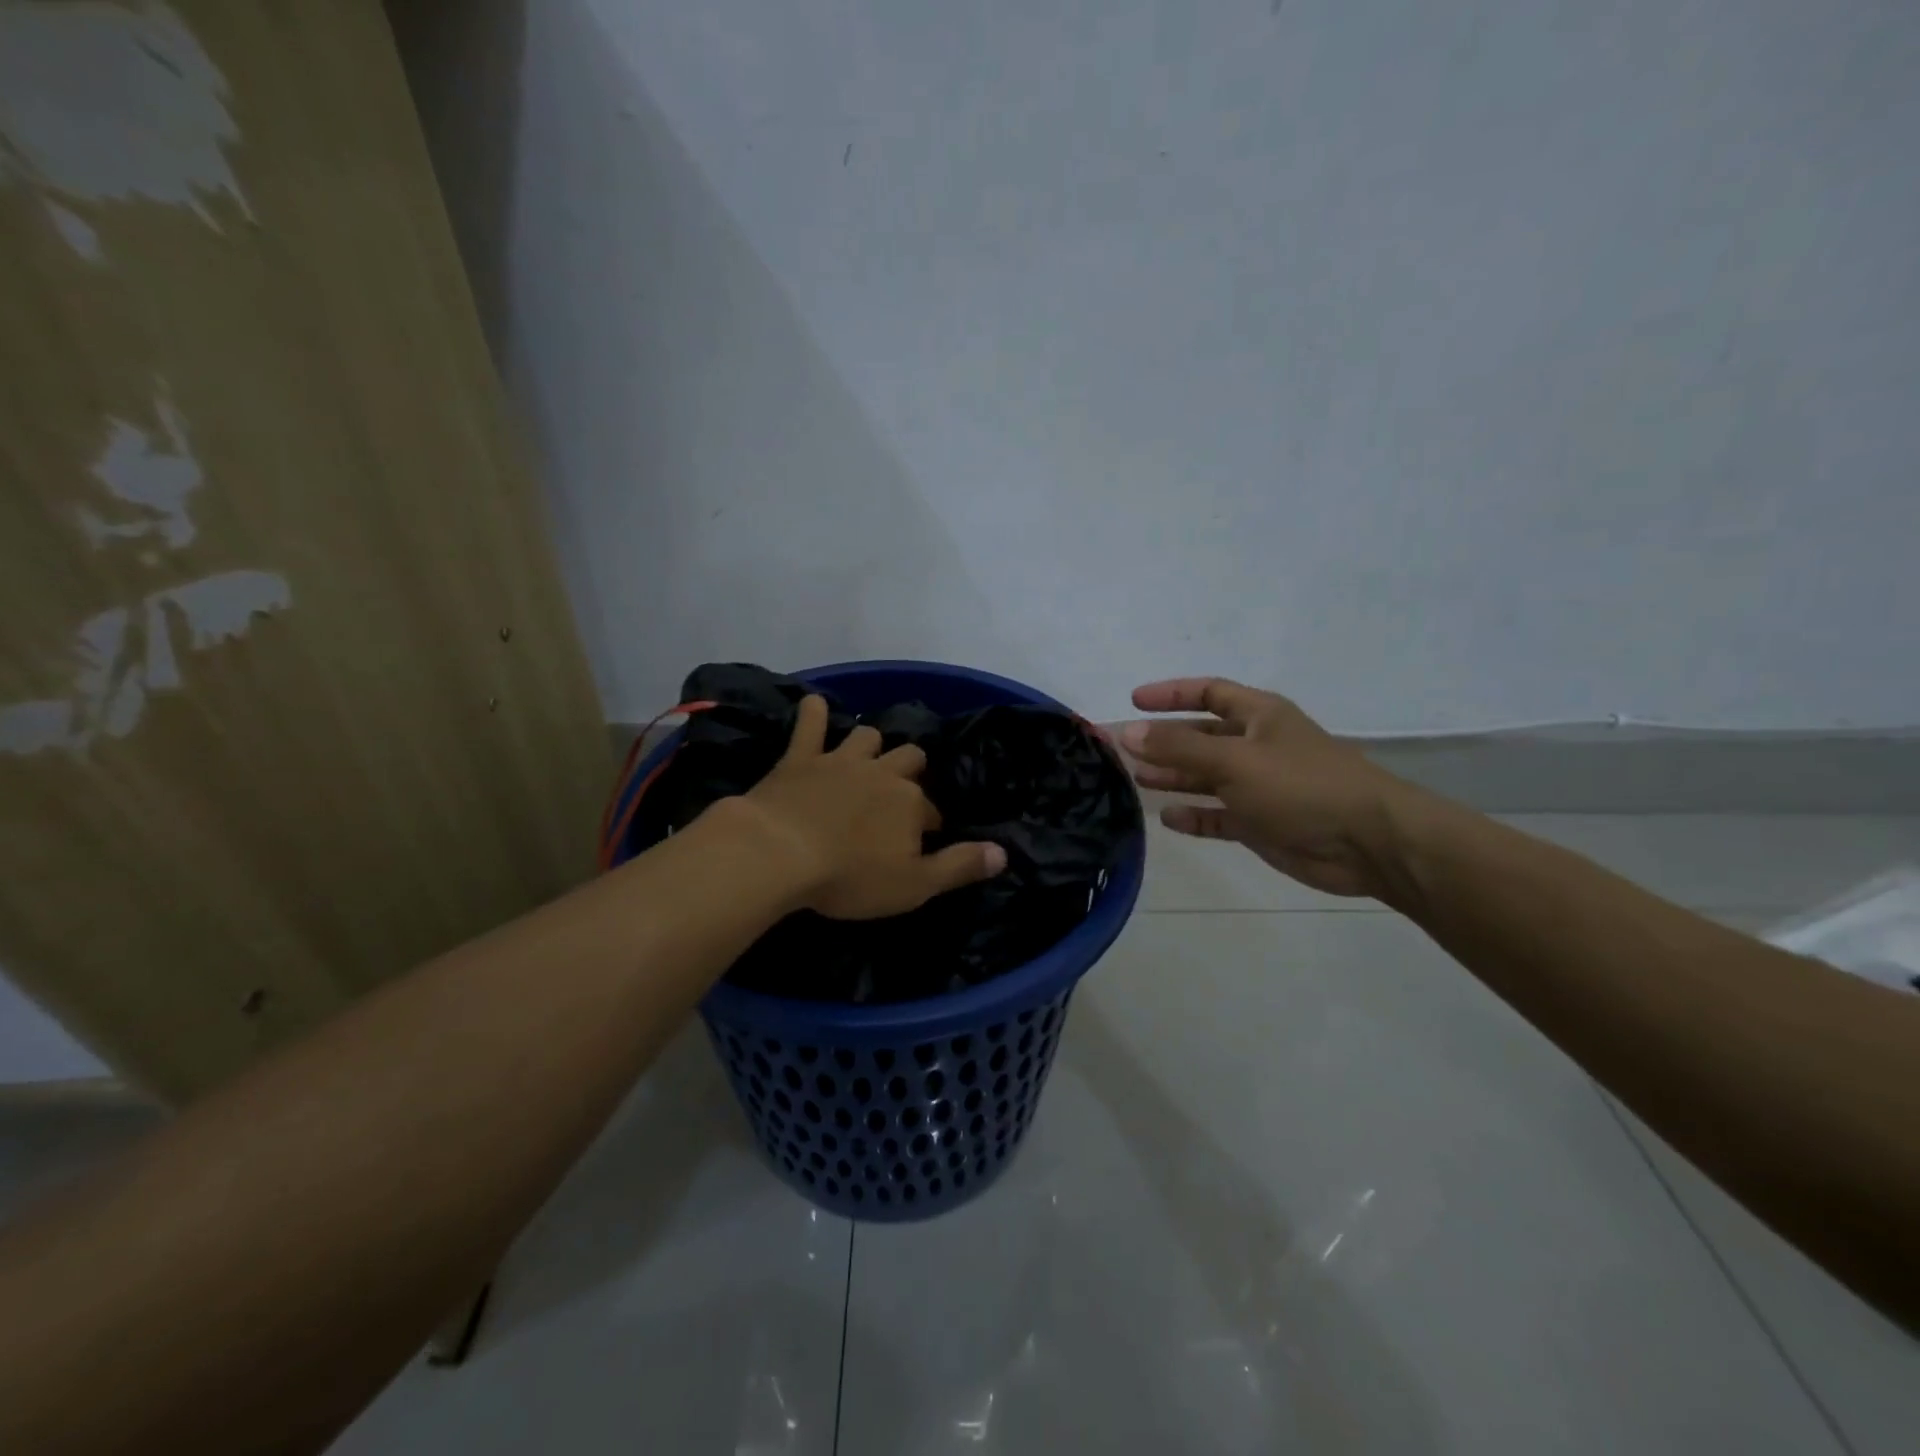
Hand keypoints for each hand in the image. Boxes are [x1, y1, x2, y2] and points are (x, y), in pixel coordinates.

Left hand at [739, 696, 1006, 918]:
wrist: (780, 853)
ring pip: (866, 736)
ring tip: (866, 755)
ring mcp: (840, 761)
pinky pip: (810, 724)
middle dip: (909, 770)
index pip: (931, 809)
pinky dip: (813, 713)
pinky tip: (813, 704)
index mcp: (911, 803)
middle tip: (899, 791)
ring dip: (870, 743)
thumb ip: (959, 867)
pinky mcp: (800, 758)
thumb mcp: (914, 885)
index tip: (922, 839)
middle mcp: (882, 773)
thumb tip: (1003, 853)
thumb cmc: (850, 876)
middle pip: (908, 758)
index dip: (929, 823)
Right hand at [1120, 678, 1417, 899]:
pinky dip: (1195, 816)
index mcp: (1259, 716)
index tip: (1134, 701)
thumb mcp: (1235, 760)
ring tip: (1136, 779)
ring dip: (1174, 777)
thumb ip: (1179, 748)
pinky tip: (1168, 819)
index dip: (1171, 694)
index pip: (1209, 692)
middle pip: (1201, 737)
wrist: (1367, 843)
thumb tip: (1128, 732)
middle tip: (1122, 750)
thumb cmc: (1301, 786)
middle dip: (1164, 741)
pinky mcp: (1261, 823)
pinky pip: (1219, 815)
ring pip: (1207, 777)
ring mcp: (1259, 786)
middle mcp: (1257, 746)